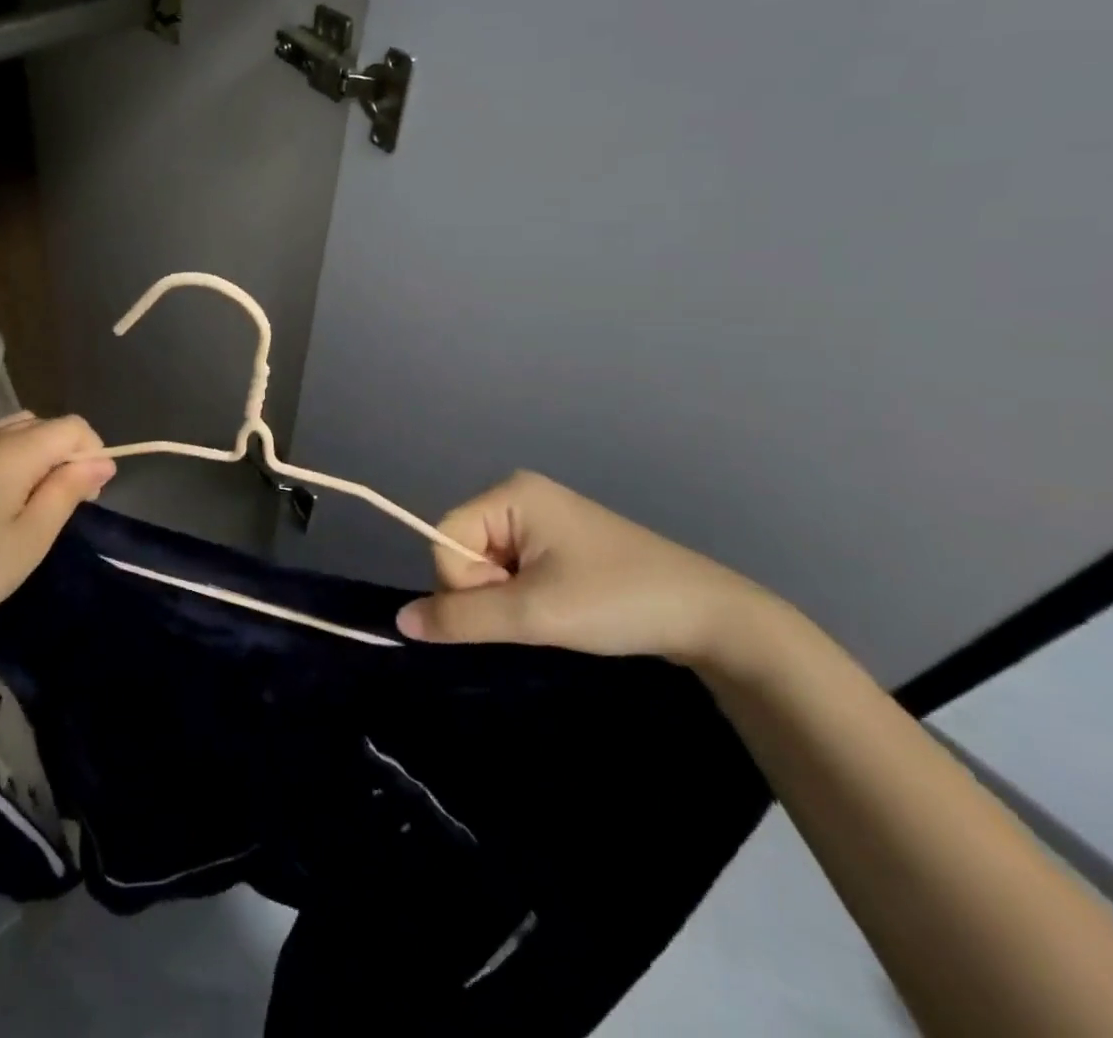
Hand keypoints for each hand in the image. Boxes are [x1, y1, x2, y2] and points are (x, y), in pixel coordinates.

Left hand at [0, 413, 113, 636]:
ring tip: (35, 497)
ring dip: (39, 451)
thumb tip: (103, 461)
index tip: (89, 494)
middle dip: (67, 454)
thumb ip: (69, 489)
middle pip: (45, 424)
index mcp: (11, 451)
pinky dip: (10, 452)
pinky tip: (2, 489)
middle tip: (65, 504)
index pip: (72, 426)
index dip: (92, 452)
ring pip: (19, 427)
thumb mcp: (32, 537)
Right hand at [395, 471, 774, 667]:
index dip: (465, 583)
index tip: (515, 605)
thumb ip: (462, 617)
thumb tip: (401, 620)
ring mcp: (539, 516)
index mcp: (510, 492)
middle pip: (463, 547)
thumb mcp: (534, 613)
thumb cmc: (618, 601)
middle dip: (487, 590)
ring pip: (485, 562)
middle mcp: (518, 494)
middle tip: (538, 610)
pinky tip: (557, 605)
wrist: (711, 617)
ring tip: (554, 610)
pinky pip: (510, 565)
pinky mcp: (556, 539)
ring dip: (506, 597)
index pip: (445, 539)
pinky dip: (522, 594)